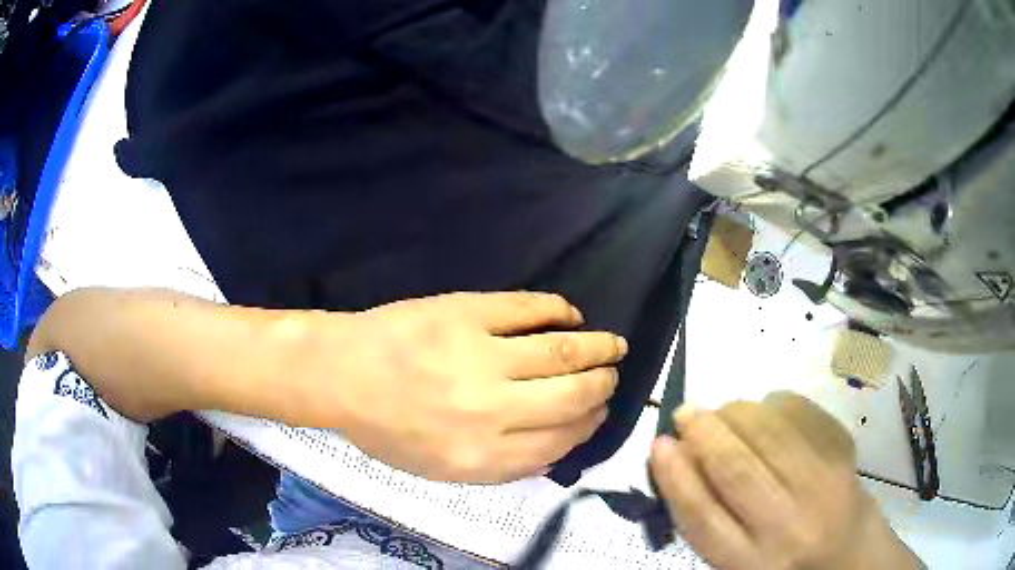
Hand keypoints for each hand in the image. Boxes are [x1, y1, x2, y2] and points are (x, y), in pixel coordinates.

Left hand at [289, 292, 626, 483]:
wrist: (341, 373)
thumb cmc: (386, 428)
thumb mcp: (440, 470)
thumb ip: (502, 467)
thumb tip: (556, 450)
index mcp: (483, 455)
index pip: (561, 440)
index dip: (589, 425)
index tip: (599, 411)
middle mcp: (492, 410)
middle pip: (572, 395)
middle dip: (602, 385)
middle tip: (611, 376)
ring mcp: (481, 356)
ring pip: (563, 350)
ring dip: (598, 347)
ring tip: (614, 345)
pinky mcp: (468, 312)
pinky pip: (530, 308)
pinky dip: (559, 310)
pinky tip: (572, 315)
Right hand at [650, 393, 922, 569]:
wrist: (850, 554)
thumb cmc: (784, 562)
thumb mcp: (738, 558)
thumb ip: (711, 519)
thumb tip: (679, 459)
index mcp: (750, 563)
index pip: (705, 519)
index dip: (678, 477)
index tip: (660, 444)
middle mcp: (787, 527)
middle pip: (739, 470)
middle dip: (705, 433)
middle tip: (686, 412)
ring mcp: (822, 486)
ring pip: (772, 435)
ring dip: (739, 412)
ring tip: (725, 411)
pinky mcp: (845, 455)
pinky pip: (804, 415)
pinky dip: (777, 403)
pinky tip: (767, 407)